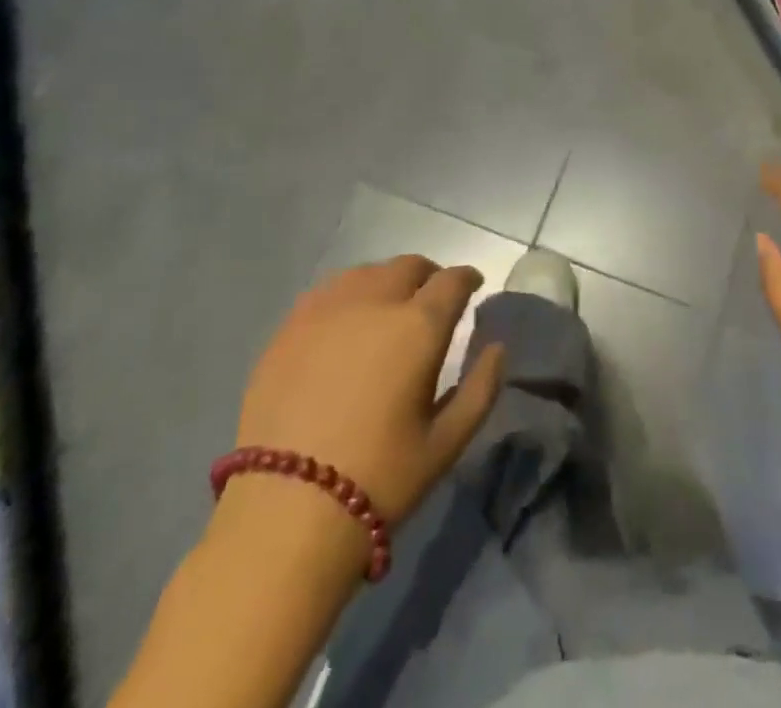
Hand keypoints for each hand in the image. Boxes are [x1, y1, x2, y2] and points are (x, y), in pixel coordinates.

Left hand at [232, 256, 506, 529]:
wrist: (284, 514)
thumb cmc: (380, 479)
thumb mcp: (446, 443)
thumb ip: (481, 389)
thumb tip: (496, 348)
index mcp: (418, 326)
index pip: (452, 280)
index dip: (467, 278)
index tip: (472, 287)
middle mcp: (375, 302)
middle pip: (408, 266)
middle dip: (428, 276)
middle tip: (431, 300)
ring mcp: (326, 310)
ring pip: (366, 272)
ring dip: (386, 281)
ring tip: (386, 309)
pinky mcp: (289, 328)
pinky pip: (327, 292)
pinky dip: (347, 295)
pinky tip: (344, 323)